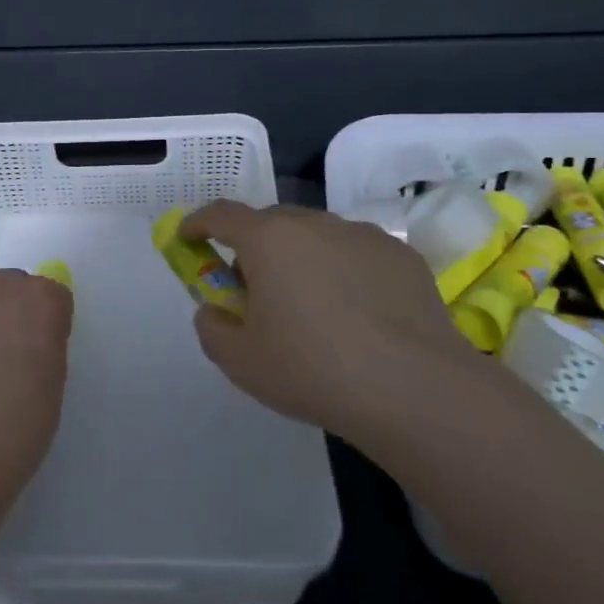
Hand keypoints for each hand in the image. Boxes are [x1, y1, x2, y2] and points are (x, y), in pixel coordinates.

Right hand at [179, 201, 484, 451]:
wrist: (415, 389)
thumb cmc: (313, 370)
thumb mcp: (241, 362)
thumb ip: (212, 329)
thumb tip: (214, 310)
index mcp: (269, 240)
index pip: (221, 214)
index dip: (198, 223)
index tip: (188, 237)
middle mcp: (314, 223)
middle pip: (271, 223)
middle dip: (254, 247)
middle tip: (256, 289)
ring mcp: (362, 235)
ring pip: (317, 236)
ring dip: (301, 257)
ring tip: (313, 306)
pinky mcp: (401, 255)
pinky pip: (356, 253)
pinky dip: (344, 270)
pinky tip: (359, 314)